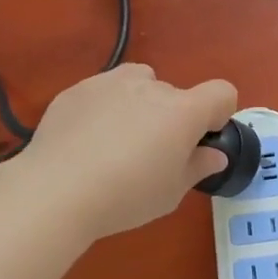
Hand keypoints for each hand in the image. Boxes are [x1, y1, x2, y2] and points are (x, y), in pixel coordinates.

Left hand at [18, 64, 238, 240]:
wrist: (56, 190)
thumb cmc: (126, 196)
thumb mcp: (171, 192)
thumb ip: (197, 167)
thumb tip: (214, 154)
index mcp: (182, 111)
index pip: (222, 92)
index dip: (220, 113)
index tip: (202, 139)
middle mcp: (150, 86)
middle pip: (175, 94)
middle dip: (172, 118)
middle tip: (152, 155)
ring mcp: (110, 83)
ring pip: (139, 83)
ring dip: (139, 104)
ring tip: (118, 140)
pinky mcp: (77, 89)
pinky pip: (103, 92)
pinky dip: (105, 109)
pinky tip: (86, 142)